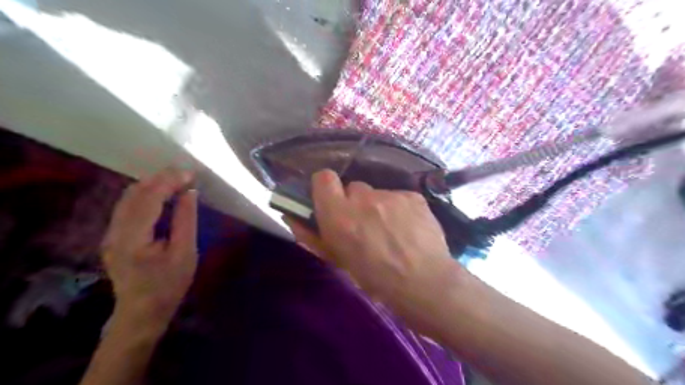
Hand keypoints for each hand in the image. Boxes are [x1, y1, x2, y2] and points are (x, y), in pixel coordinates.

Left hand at [101, 166, 197, 327]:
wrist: (142, 313)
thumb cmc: (169, 286)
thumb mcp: (185, 253)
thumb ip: (185, 220)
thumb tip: (189, 192)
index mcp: (133, 239)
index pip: (148, 199)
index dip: (169, 182)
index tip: (190, 174)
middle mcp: (115, 233)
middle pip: (134, 194)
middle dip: (160, 179)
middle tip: (185, 174)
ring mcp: (110, 234)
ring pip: (128, 198)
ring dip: (152, 184)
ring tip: (176, 180)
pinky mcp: (114, 236)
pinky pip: (128, 206)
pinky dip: (146, 194)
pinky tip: (162, 194)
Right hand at [280, 170, 462, 329]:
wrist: (424, 283)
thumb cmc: (375, 279)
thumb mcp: (337, 261)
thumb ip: (310, 236)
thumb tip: (292, 215)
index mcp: (339, 215)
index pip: (323, 177)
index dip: (326, 187)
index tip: (332, 201)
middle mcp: (363, 198)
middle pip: (354, 188)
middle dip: (356, 203)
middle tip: (366, 225)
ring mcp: (390, 195)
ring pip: (378, 194)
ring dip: (379, 207)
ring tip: (392, 231)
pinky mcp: (412, 196)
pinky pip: (399, 197)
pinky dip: (400, 209)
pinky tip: (409, 228)